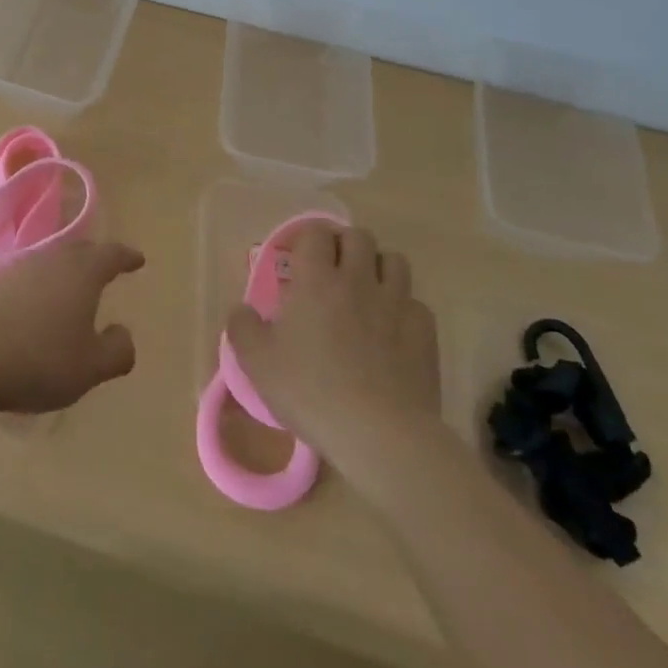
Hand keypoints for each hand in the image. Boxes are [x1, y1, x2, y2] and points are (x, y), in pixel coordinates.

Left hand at [0, 239, 144, 414]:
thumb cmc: (38, 359)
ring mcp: (17, 268)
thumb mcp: (90, 367)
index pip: (111, 255)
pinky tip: (34, 309)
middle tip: (106, 269)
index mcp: (81, 272)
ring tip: (71, 291)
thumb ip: (116, 350)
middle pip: (79, 251)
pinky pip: (26, 279)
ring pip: (50, 262)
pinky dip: (38, 288)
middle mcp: (51, 259)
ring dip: (64, 273)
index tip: (138, 259)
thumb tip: (123, 333)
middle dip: (95, 259)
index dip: (127, 257)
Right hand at [225, 222, 439, 463]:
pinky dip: (403, 308)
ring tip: (365, 290)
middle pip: (359, 236)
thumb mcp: (257, 362)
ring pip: (394, 260)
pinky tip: (392, 330)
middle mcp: (358, 280)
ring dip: (378, 267)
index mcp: (315, 279)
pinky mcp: (425, 332)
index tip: (295, 257)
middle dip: (344, 245)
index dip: (306, 238)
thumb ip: (242, 327)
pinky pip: (416, 302)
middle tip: (330, 270)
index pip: (315, 233)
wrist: (380, 434)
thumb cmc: (310, 391)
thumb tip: (242, 310)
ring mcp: (396, 304)